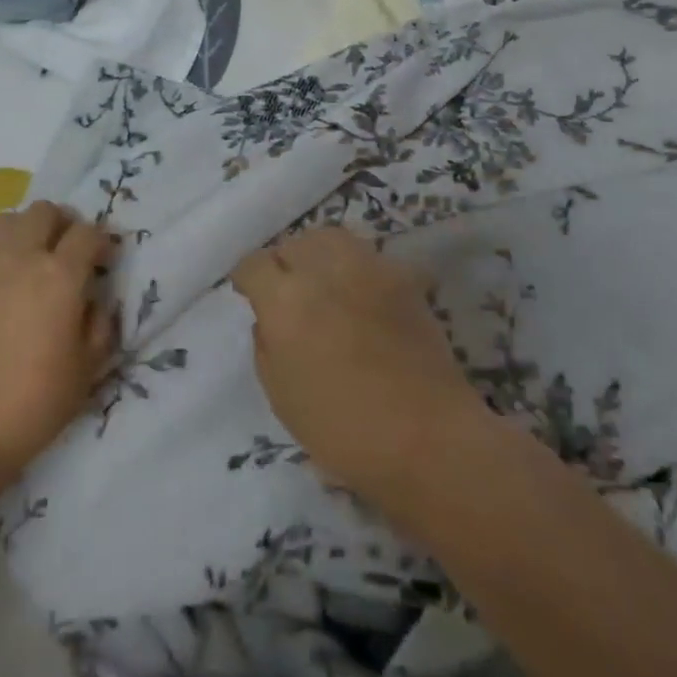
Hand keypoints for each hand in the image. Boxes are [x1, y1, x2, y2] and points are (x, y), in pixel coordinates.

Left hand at [0, 201, 116, 500]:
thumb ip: (99, 326)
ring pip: (8, 219)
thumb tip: (94, 301)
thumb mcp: (86, 371)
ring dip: (24, 230)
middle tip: (66, 252)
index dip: (101, 242)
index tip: (103, 261)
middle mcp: (21, 255)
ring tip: (27, 258)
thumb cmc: (31, 403)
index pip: (88, 233)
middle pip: (45, 211)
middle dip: (63, 224)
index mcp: (60, 275)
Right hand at [232, 226, 483, 513]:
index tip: (249, 293)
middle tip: (287, 290)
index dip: (248, 278)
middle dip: (284, 263)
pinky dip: (356, 267)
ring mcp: (367, 268)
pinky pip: (367, 257)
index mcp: (285, 300)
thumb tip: (270, 319)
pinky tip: (359, 294)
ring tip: (322, 281)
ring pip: (331, 238)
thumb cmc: (343, 430)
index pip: (255, 264)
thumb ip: (267, 345)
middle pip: (294, 244)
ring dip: (319, 254)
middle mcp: (323, 270)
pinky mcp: (402, 278)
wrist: (429, 439)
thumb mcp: (281, 395)